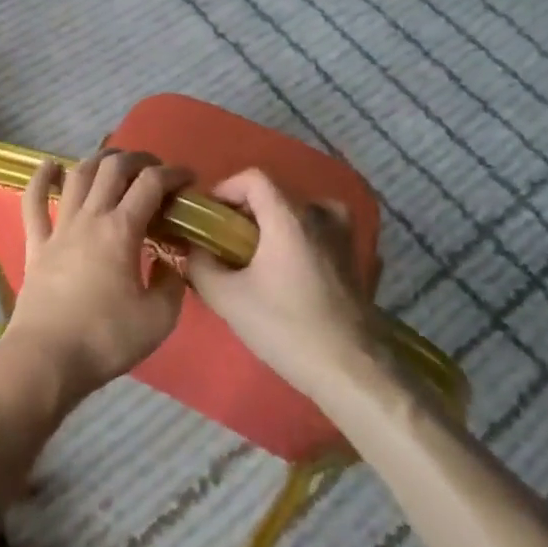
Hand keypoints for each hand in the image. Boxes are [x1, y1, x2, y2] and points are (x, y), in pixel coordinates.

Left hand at [0, 149, 192, 408]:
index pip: (151, 184)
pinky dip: (41, 178)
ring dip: (99, 160)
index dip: (173, 173)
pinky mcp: (35, 245)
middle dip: (139, 159)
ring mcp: (59, 228)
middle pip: (113, 168)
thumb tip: (171, 262)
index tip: (189, 179)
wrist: (45, 360)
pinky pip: (33, 202)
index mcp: (121, 230)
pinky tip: (50, 165)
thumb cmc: (105, 339)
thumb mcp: (159, 319)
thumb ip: (172, 284)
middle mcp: (90, 218)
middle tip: (155, 169)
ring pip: (78, 176)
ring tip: (115, 161)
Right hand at [185, 168, 380, 401]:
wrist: (350, 369)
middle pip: (275, 195)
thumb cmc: (286, 327)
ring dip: (273, 227)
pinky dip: (299, 242)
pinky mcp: (354, 260)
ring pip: (300, 214)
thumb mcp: (228, 299)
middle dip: (245, 214)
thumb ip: (200, 265)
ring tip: (257, 259)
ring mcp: (343, 237)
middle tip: (225, 245)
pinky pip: (319, 234)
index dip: (225, 190)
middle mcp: (320, 215)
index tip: (210, 219)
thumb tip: (193, 249)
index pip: (253, 178)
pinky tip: (288, 274)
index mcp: (289, 216)